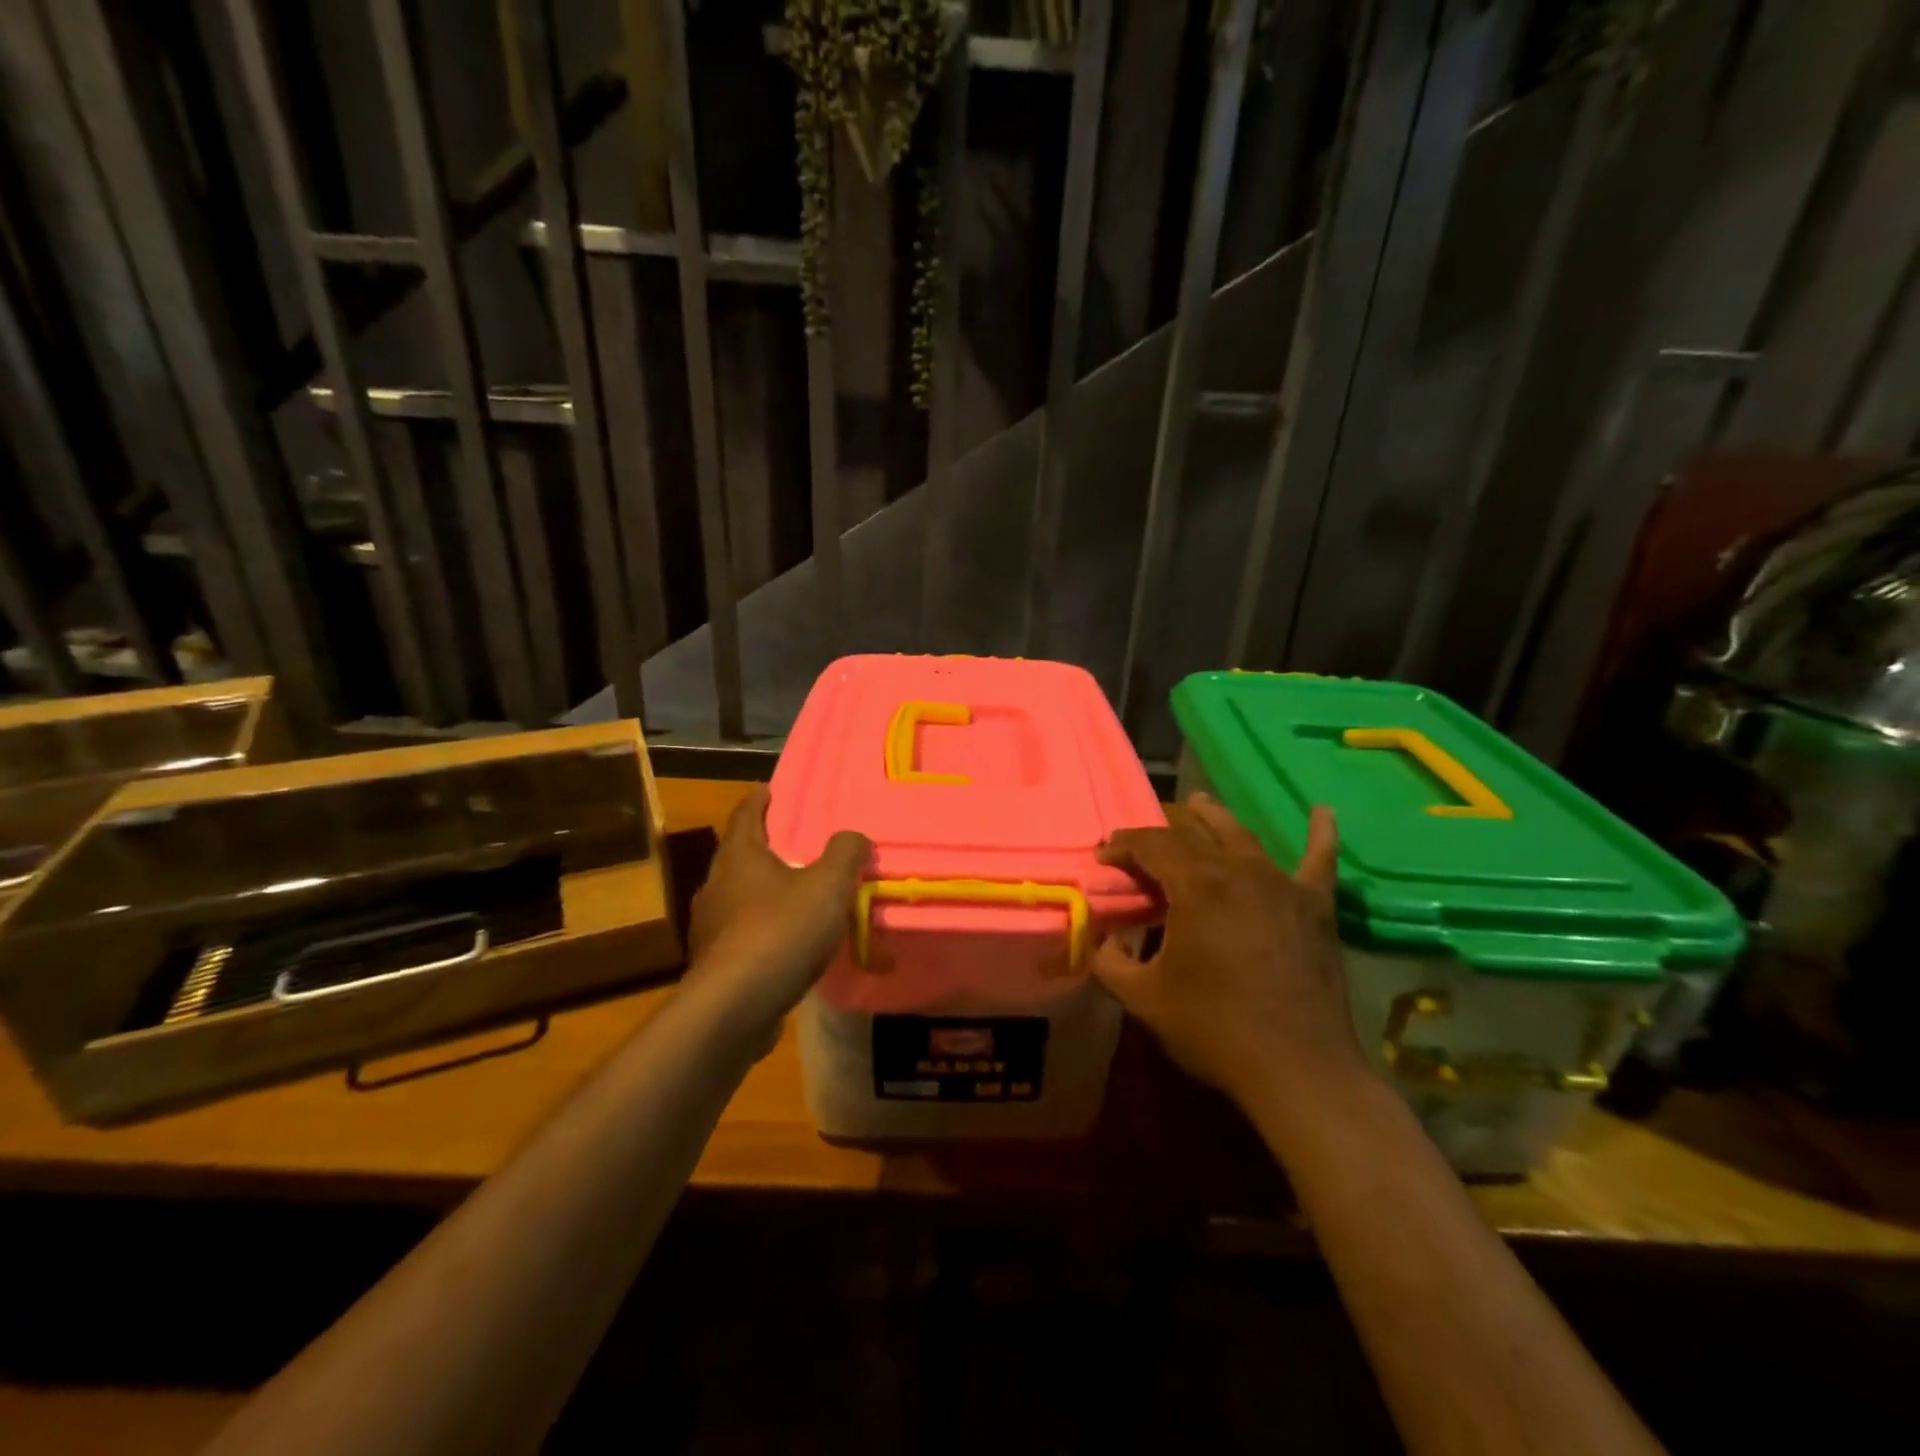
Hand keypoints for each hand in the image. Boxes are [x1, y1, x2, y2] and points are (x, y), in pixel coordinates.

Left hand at [685, 786, 870, 1031]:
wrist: (734, 1008)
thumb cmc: (780, 932)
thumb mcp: (827, 886)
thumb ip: (845, 854)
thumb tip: (854, 836)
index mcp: (739, 856)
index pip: (746, 813)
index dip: (760, 799)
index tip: (770, 789)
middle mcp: (717, 885)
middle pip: (741, 855)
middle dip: (767, 847)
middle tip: (799, 843)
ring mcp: (711, 926)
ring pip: (741, 896)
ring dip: (767, 891)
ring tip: (799, 894)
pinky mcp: (716, 962)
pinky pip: (744, 934)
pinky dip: (766, 929)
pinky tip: (789, 943)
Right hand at [1094, 793, 1365, 1106]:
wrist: (1299, 1070)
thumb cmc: (1214, 1029)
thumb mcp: (1143, 998)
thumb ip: (1110, 963)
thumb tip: (1101, 941)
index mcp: (1196, 886)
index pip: (1151, 845)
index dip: (1123, 845)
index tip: (1104, 856)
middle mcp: (1239, 871)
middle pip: (1193, 835)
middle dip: (1160, 832)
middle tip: (1140, 843)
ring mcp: (1282, 885)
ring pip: (1242, 837)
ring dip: (1215, 819)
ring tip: (1199, 802)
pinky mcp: (1315, 907)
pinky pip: (1319, 862)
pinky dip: (1321, 835)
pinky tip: (1324, 812)